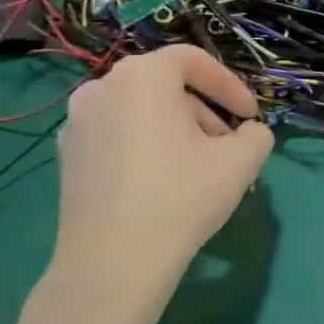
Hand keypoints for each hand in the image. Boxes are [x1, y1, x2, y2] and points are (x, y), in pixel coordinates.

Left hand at [47, 47, 272, 323]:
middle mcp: (102, 88)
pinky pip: (118, 135)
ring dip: (176, 128)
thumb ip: (257, 133)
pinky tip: (164, 182)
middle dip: (204, 110)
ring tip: (199, 166)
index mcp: (142, 76)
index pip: (193, 60)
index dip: (229, 84)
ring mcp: (76, 124)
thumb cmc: (182, 195)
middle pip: (166, 86)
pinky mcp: (66, 157)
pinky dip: (146, 145)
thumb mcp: (242, 160)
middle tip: (228, 144)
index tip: (249, 115)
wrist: (113, 262)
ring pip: (141, 111)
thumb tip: (247, 132)